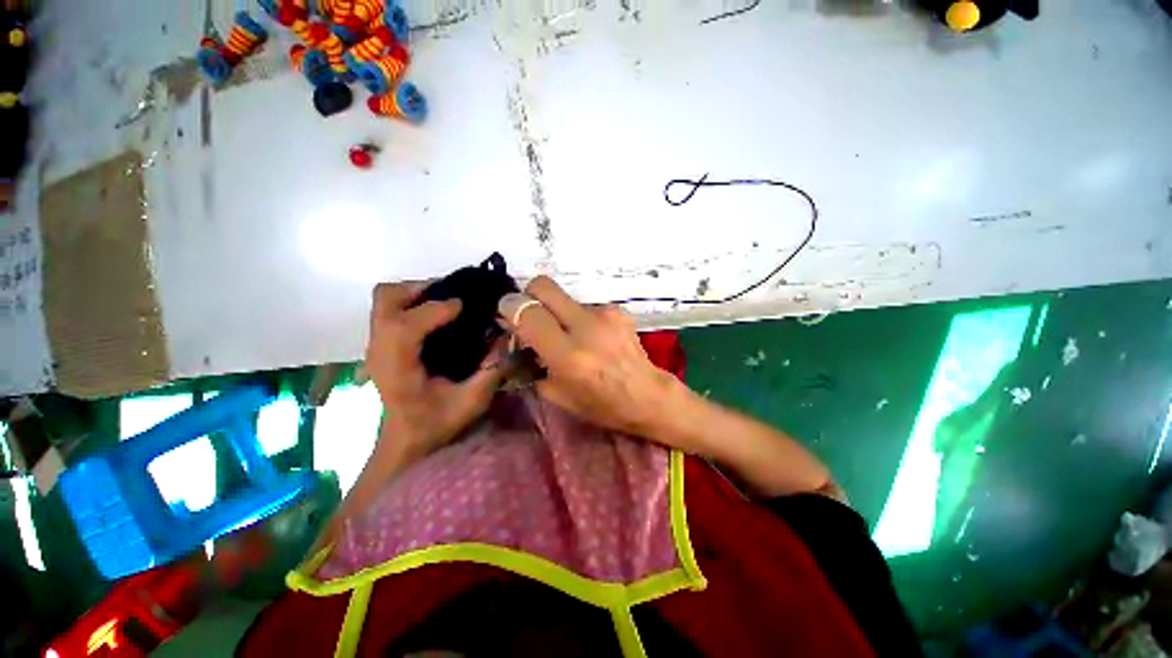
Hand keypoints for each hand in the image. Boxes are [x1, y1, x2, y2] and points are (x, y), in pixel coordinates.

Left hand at [366, 282, 507, 455]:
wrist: (405, 442)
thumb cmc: (435, 424)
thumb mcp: (471, 402)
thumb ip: (492, 370)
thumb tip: (506, 337)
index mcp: (397, 367)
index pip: (405, 325)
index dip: (436, 309)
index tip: (465, 306)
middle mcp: (380, 350)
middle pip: (387, 298)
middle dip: (422, 290)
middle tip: (454, 297)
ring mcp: (377, 344)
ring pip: (387, 299)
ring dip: (419, 294)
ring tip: (449, 304)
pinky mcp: (383, 344)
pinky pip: (394, 309)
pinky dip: (416, 303)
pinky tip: (441, 317)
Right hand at [498, 276, 684, 440]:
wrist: (648, 395)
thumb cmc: (601, 405)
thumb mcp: (557, 394)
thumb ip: (531, 362)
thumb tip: (515, 334)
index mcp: (568, 356)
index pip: (527, 313)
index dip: (510, 308)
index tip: (507, 315)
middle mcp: (586, 327)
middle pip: (543, 285)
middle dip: (529, 295)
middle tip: (531, 314)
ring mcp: (604, 314)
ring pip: (564, 296)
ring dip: (557, 311)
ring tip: (568, 335)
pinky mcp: (617, 310)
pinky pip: (585, 305)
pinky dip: (579, 318)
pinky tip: (591, 337)